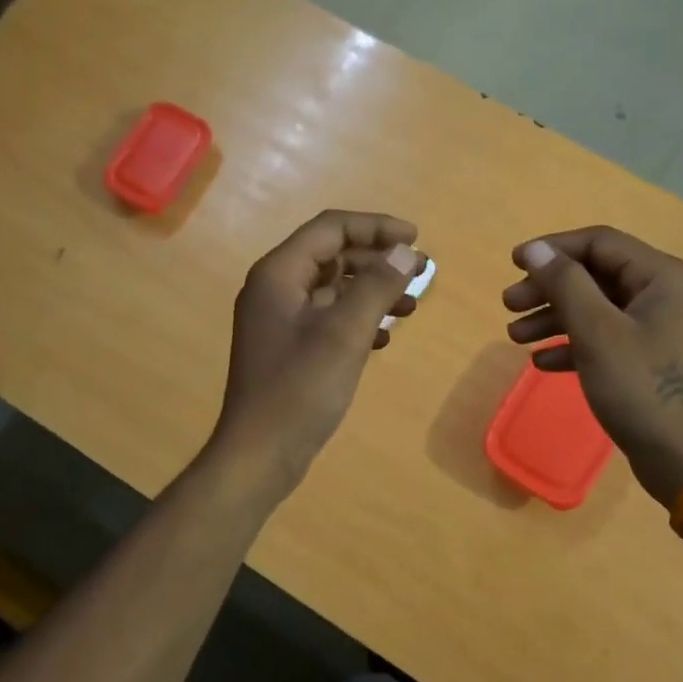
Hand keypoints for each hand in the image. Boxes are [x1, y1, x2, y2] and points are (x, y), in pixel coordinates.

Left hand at [212, 210, 423, 492]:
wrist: (260, 454)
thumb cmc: (300, 389)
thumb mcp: (345, 333)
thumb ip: (377, 286)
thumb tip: (406, 251)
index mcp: (279, 274)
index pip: (331, 228)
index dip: (376, 227)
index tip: (416, 239)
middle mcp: (275, 289)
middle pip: (333, 255)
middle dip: (378, 260)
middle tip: (422, 273)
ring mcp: (280, 320)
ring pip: (333, 288)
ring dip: (373, 291)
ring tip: (411, 307)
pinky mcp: (288, 347)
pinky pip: (328, 318)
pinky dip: (358, 319)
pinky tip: (384, 338)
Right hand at [502, 226, 682, 507]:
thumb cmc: (641, 389)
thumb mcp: (597, 333)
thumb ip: (564, 285)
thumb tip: (534, 249)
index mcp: (661, 277)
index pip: (599, 243)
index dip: (553, 249)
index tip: (512, 264)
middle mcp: (662, 294)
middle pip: (594, 275)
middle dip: (548, 288)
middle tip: (508, 305)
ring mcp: (656, 328)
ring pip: (595, 308)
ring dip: (553, 317)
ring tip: (514, 336)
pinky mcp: (647, 358)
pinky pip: (603, 338)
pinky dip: (571, 344)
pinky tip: (542, 362)